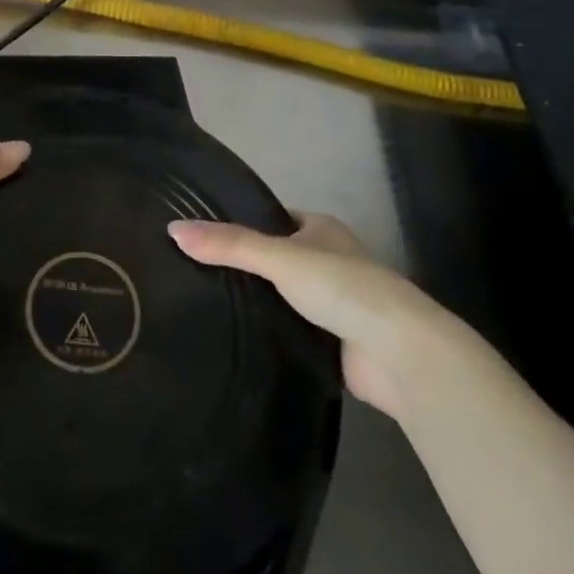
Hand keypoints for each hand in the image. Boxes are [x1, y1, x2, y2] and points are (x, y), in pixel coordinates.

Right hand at [167, 212, 457, 418]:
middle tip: (191, 273)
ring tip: (203, 303)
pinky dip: (269, 332)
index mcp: (321, 229)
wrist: (401, 353)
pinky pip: (291, 331)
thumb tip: (172, 229)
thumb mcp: (279, 257)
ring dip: (257, 303)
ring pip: (282, 297)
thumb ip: (229, 245)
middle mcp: (328, 262)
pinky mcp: (333, 342)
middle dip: (243, 267)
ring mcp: (333, 305)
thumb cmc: (343, 288)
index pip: (270, 220)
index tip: (198, 237)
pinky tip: (235, 336)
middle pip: (275, 260)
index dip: (239, 226)